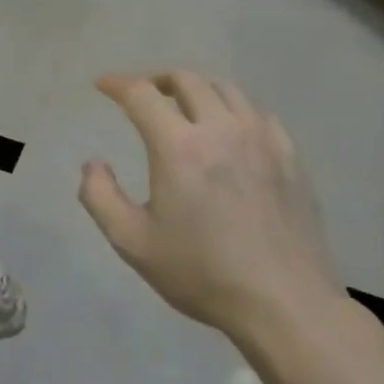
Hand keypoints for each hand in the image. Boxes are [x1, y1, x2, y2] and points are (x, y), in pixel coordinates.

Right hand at [79, 70, 338, 354]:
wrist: (285, 304)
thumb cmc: (202, 273)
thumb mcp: (132, 242)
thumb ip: (100, 197)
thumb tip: (93, 164)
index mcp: (178, 146)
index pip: (141, 94)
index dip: (117, 83)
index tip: (103, 84)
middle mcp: (221, 129)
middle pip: (186, 80)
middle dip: (156, 80)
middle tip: (142, 95)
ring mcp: (261, 139)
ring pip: (225, 90)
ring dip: (196, 89)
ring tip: (184, 106)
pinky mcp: (290, 156)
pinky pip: (258, 114)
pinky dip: (233, 111)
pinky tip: (229, 132)